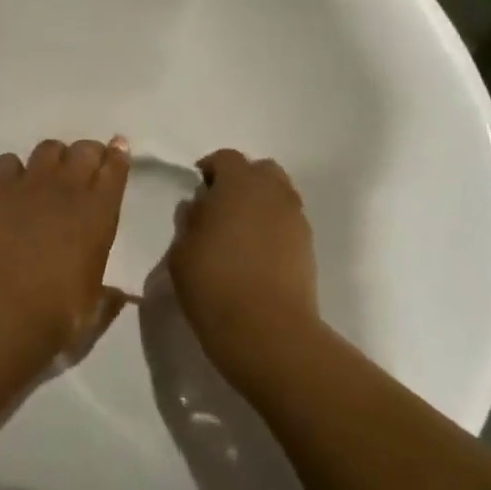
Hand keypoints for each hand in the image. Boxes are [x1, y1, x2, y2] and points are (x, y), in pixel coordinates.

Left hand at [0, 138, 131, 360]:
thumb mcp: (93, 308)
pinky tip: (13, 185)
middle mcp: (68, 189)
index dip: (118, 156)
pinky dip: (14, 169)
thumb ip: (108, 296)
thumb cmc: (57, 314)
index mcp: (99, 213)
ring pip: (48, 148)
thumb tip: (119, 295)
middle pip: (84, 150)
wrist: (2, 309)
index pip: (115, 169)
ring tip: (50, 174)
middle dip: (88, 153)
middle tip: (85, 166)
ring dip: (55, 157)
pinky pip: (8, 161)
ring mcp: (30, 184)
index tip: (118, 148)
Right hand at [167, 149, 320, 392]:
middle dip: (242, 180)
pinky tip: (255, 252)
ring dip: (259, 203)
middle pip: (261, 170)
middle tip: (220, 204)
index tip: (197, 188)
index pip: (226, 158)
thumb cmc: (213, 283)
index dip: (210, 168)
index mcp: (239, 184)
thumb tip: (200, 208)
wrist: (267, 331)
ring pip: (279, 195)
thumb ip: (190, 222)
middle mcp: (273, 194)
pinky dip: (272, 227)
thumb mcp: (182, 251)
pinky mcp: (308, 248)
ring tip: (238, 230)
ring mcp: (296, 220)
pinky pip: (288, 222)